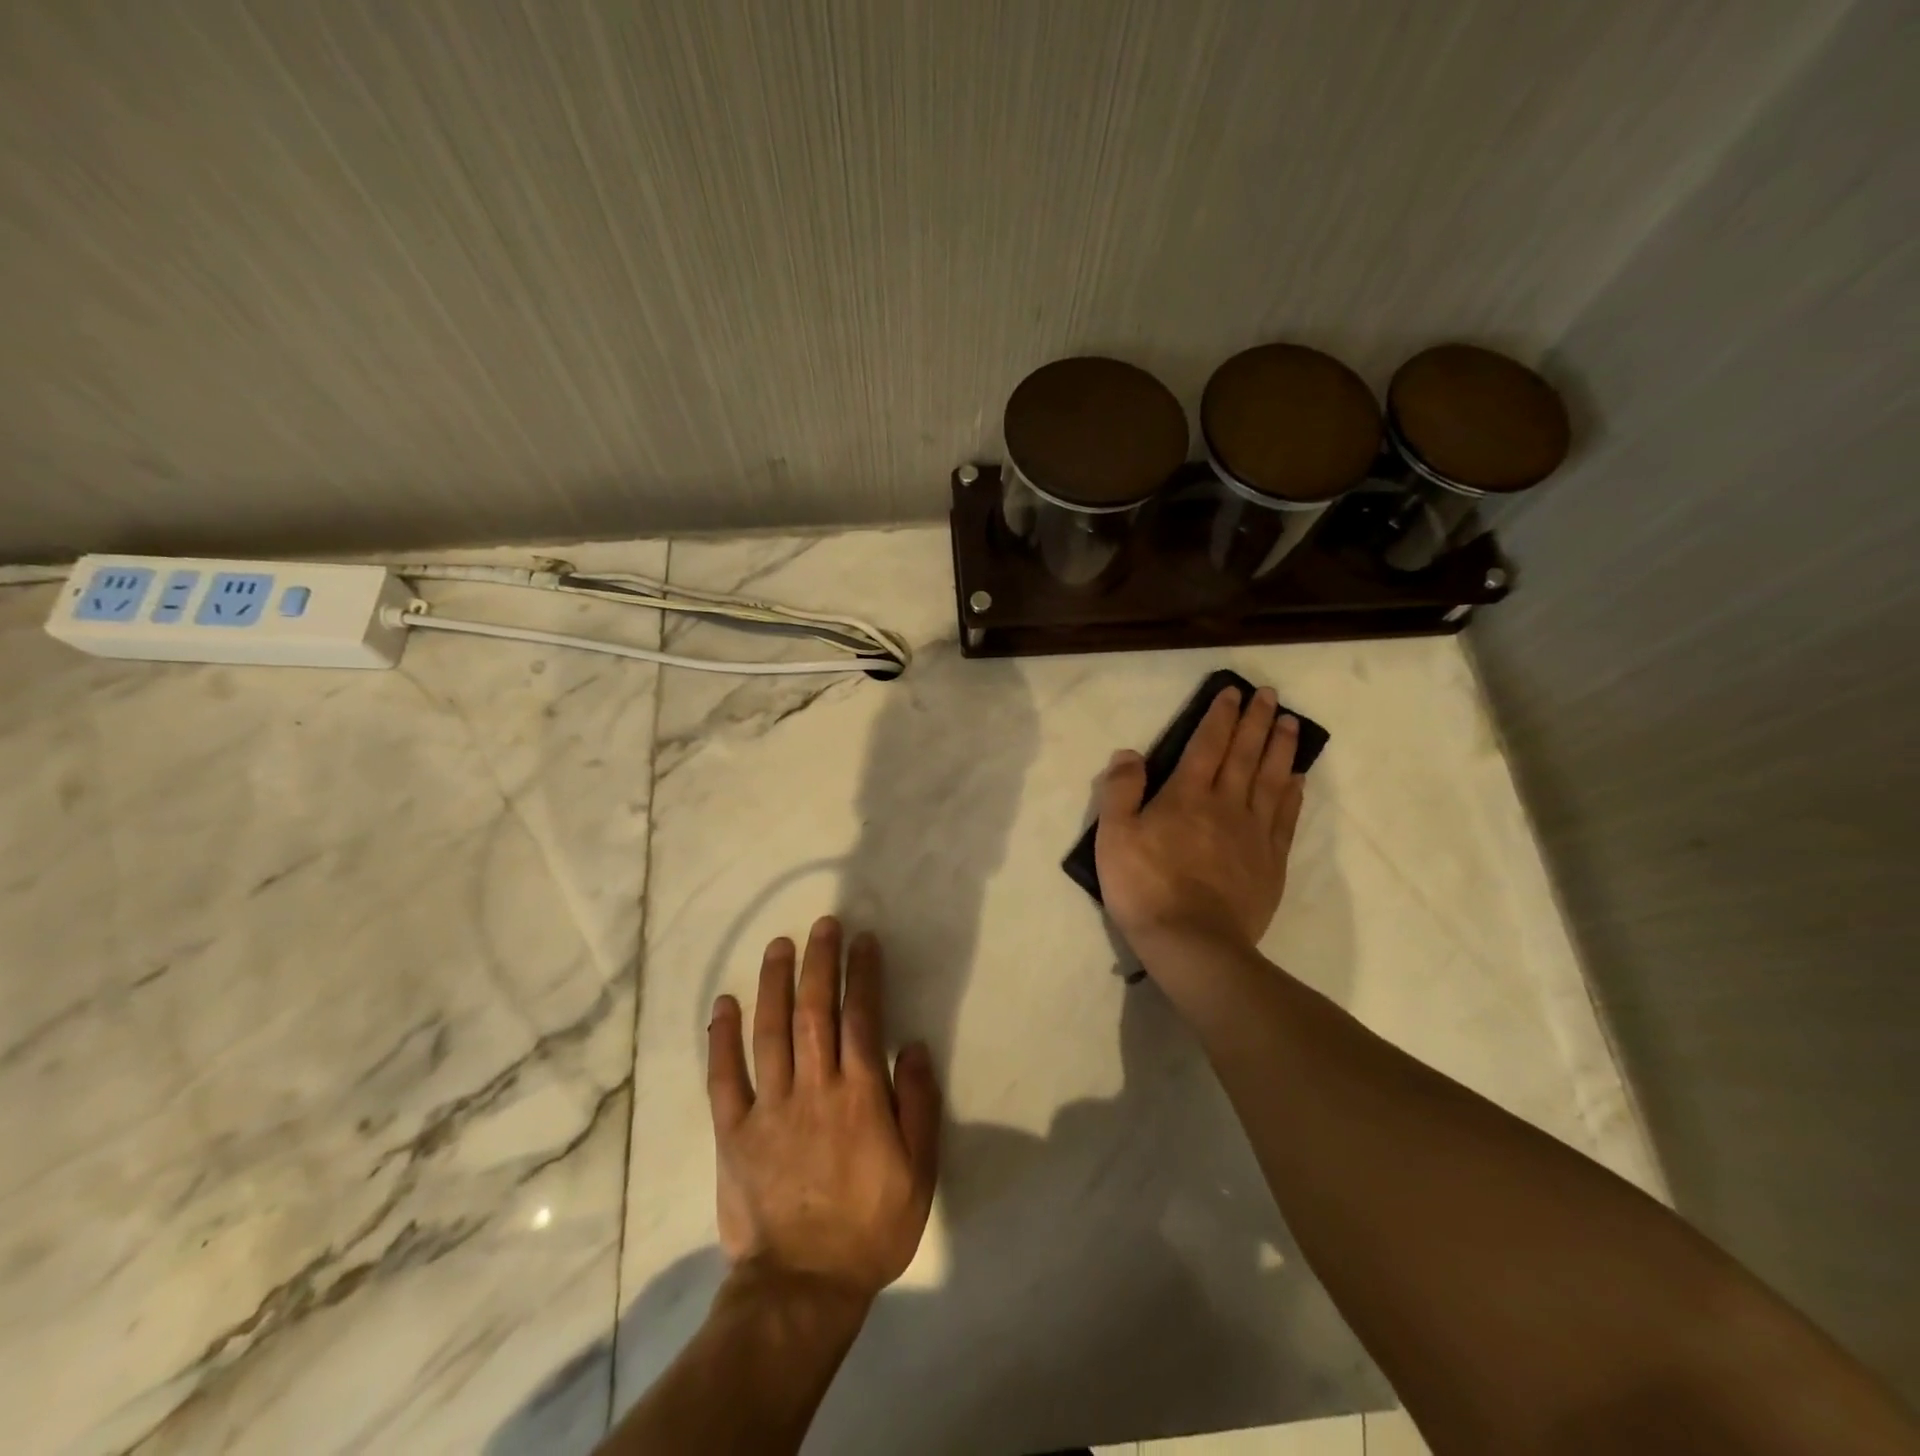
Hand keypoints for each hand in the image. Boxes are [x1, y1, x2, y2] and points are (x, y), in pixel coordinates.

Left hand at [706, 917, 941, 1304]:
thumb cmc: (870, 1228)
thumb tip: (916, 1047)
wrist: (802, 1288)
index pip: (862, 1018)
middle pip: (814, 1011)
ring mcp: (769, 1108)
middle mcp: (814, 1089)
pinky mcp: (733, 1132)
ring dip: (774, 983)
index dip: (863, 974)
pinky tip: (724, 1003)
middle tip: (823, 924)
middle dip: (819, 962)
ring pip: (769, 1031)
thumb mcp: (919, 1173)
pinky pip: (724, 1077)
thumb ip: (920, 1106)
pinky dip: (721, 1038)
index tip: (863, 941)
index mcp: (860, 1097)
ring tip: (779, 945)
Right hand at [1095, 686, 1306, 956]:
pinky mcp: (1271, 862)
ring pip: (1272, 780)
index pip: (1207, 744)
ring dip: (1281, 748)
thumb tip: (1129, 753)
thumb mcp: (1114, 836)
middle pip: (1246, 754)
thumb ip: (1120, 790)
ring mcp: (1254, 833)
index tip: (1233, 692)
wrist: (1192, 943)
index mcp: (1187, 795)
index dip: (1220, 716)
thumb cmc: (1145, 887)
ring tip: (1291, 723)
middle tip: (1270, 695)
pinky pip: (1286, 818)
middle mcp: (1226, 804)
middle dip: (1257, 721)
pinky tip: (1298, 779)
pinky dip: (1294, 794)